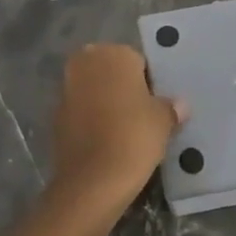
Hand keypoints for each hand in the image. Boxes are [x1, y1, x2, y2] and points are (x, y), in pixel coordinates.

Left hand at [49, 44, 186, 221]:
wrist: (92, 181)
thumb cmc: (133, 137)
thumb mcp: (163, 121)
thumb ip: (170, 107)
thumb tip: (179, 105)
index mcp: (114, 54)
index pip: (137, 61)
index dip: (149, 83)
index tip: (156, 105)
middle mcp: (86, 63)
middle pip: (111, 73)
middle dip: (123, 89)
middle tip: (142, 116)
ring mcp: (67, 89)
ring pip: (94, 91)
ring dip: (106, 104)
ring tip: (125, 132)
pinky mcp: (56, 117)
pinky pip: (81, 112)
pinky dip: (91, 122)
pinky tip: (106, 143)